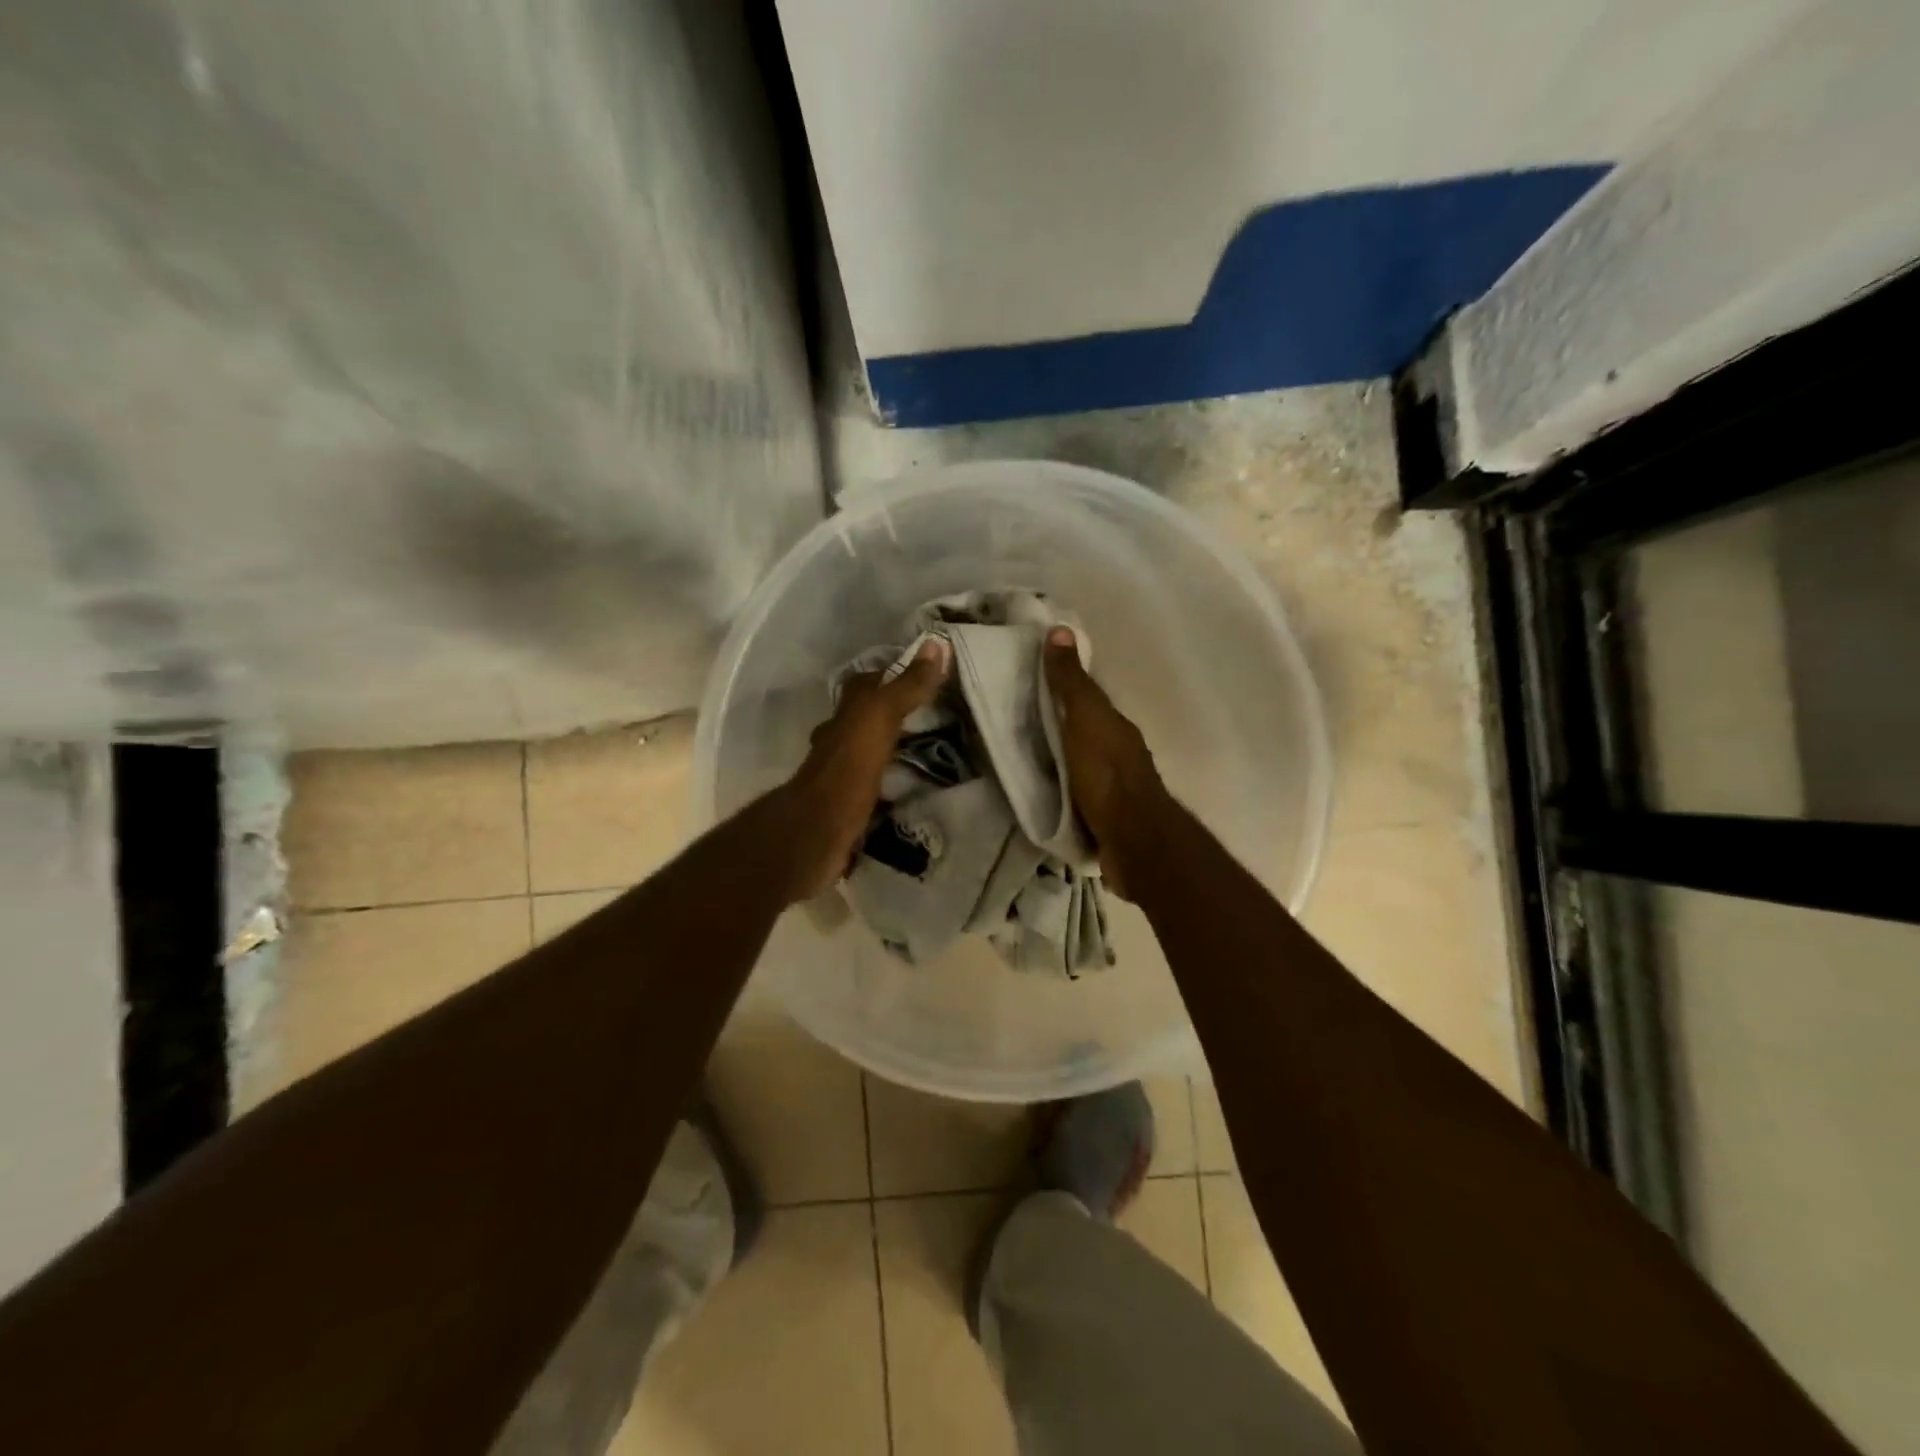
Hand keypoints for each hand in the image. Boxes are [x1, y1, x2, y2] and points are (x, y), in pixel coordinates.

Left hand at [776, 637, 949, 900]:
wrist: (817, 831)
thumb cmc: (848, 768)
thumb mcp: (880, 718)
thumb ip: (907, 686)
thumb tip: (935, 643)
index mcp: (846, 715)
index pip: (868, 683)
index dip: (892, 674)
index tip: (925, 672)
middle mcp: (838, 740)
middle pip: (866, 718)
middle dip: (893, 714)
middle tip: (933, 714)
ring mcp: (840, 775)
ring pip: (868, 753)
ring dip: (891, 750)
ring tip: (929, 752)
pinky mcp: (847, 806)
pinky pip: (874, 787)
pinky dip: (890, 785)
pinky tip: (911, 790)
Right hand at [1044, 626, 1169, 898]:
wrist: (1131, 839)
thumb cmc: (1106, 773)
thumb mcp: (1085, 719)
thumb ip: (1071, 682)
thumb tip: (1059, 629)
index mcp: (1114, 726)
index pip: (1087, 699)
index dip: (1062, 689)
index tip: (1030, 682)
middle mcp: (1118, 752)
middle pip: (1084, 732)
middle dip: (1058, 726)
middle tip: (1017, 722)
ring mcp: (1113, 787)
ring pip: (1081, 763)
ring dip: (1060, 760)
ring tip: (1024, 758)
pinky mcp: (1102, 817)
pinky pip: (1076, 793)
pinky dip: (1061, 788)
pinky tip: (1042, 791)